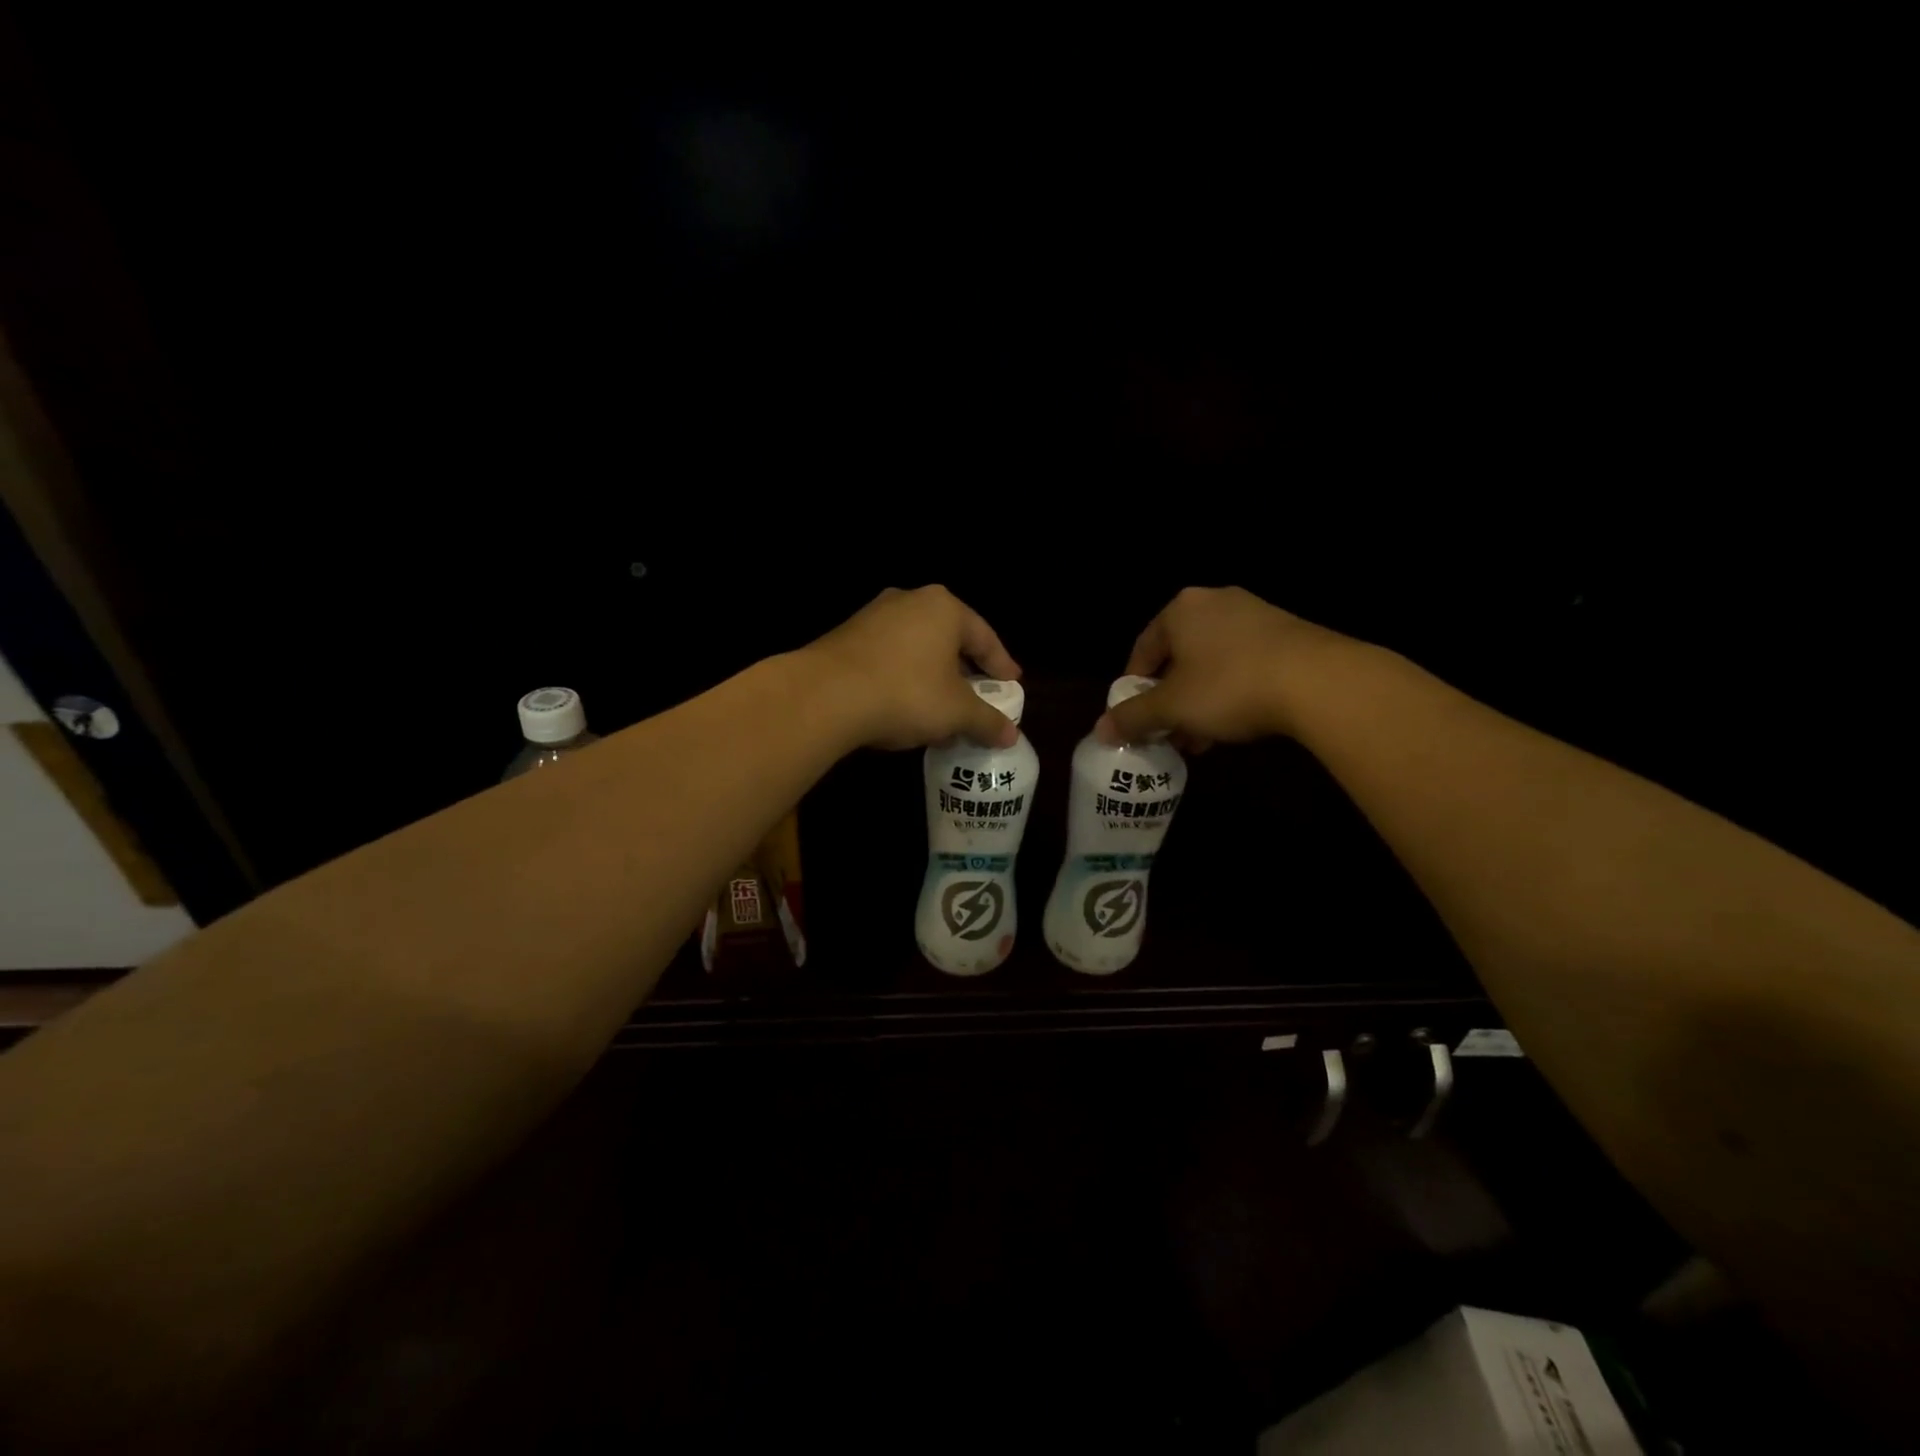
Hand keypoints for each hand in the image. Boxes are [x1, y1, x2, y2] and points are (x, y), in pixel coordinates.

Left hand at [805, 586, 1022, 750]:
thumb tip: (1011, 736)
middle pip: (949, 639)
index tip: (1012, 685)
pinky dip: (904, 679)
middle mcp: (909, 601)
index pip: (984, 637)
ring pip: (917, 649)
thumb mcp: (956, 712)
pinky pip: (889, 657)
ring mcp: (873, 616)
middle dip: (964, 671)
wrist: (825, 695)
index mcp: (944, 608)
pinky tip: (904, 707)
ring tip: (941, 708)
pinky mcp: (846, 637)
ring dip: (932, 677)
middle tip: (978, 696)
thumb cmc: (906, 693)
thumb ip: (987, 721)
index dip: (1001, 665)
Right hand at [1097, 587, 1345, 747]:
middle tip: (1167, 732)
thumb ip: (1133, 717)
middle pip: (1179, 657)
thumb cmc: (1228, 686)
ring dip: (1199, 701)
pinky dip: (1231, 692)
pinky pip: (1244, 664)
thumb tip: (1100, 730)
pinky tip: (1233, 726)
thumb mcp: (1171, 707)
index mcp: (1181, 610)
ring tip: (1199, 739)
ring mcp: (1255, 615)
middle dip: (1170, 699)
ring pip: (1212, 663)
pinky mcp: (1287, 634)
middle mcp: (1216, 602)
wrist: (1318, 681)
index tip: (1135, 716)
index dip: (1133, 686)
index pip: (1143, 648)